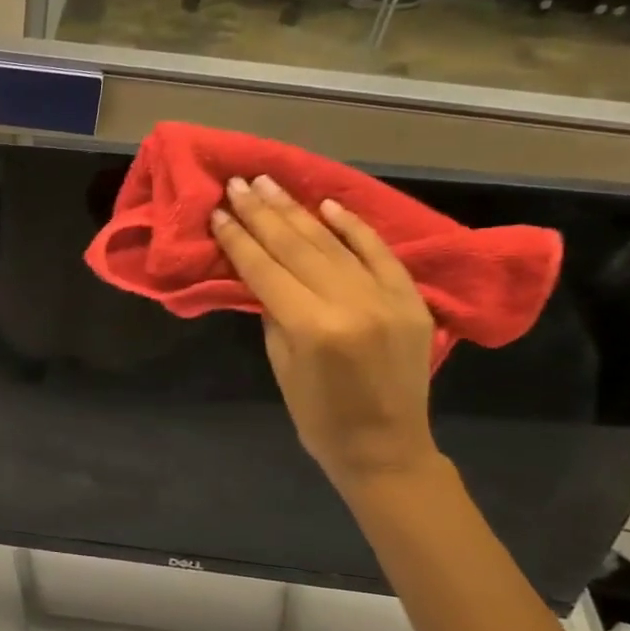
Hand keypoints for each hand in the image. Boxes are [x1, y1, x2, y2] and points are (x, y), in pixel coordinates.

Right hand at [211, 174, 439, 494]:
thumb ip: (273, 311)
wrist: (386, 447)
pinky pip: (379, 253)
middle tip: (238, 183)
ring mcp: (386, 298)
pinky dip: (354, 227)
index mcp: (312, 327)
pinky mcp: (411, 299)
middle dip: (262, 213)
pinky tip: (326, 204)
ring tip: (269, 184)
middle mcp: (351, 304)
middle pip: (297, 247)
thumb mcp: (281, 363)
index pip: (266, 269)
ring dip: (297, 211)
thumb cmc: (318, 416)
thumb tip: (261, 270)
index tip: (218, 211)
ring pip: (333, 243)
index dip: (238, 239)